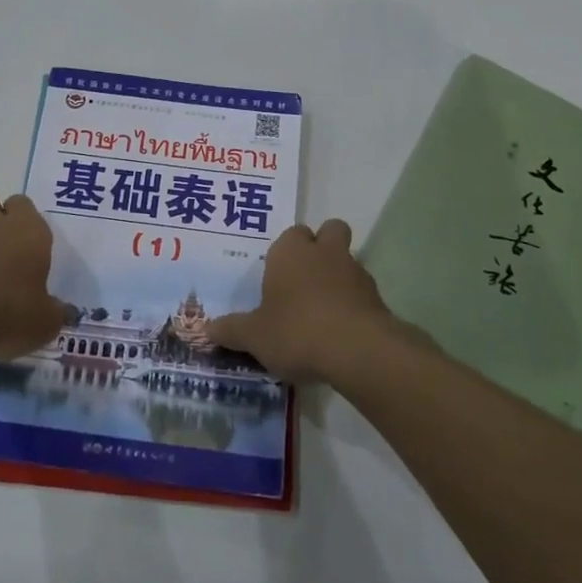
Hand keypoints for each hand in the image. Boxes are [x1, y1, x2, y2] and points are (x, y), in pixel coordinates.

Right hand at [203, 219, 414, 382]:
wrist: (358, 351)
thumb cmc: (296, 330)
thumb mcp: (254, 336)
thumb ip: (230, 330)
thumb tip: (204, 330)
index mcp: (291, 251)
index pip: (291, 234)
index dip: (286, 251)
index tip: (276, 275)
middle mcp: (324, 252)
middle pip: (329, 231)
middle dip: (321, 247)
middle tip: (304, 278)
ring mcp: (355, 272)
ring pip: (347, 261)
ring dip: (337, 277)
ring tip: (321, 311)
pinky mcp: (377, 297)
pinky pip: (361, 292)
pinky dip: (352, 304)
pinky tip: (339, 331)